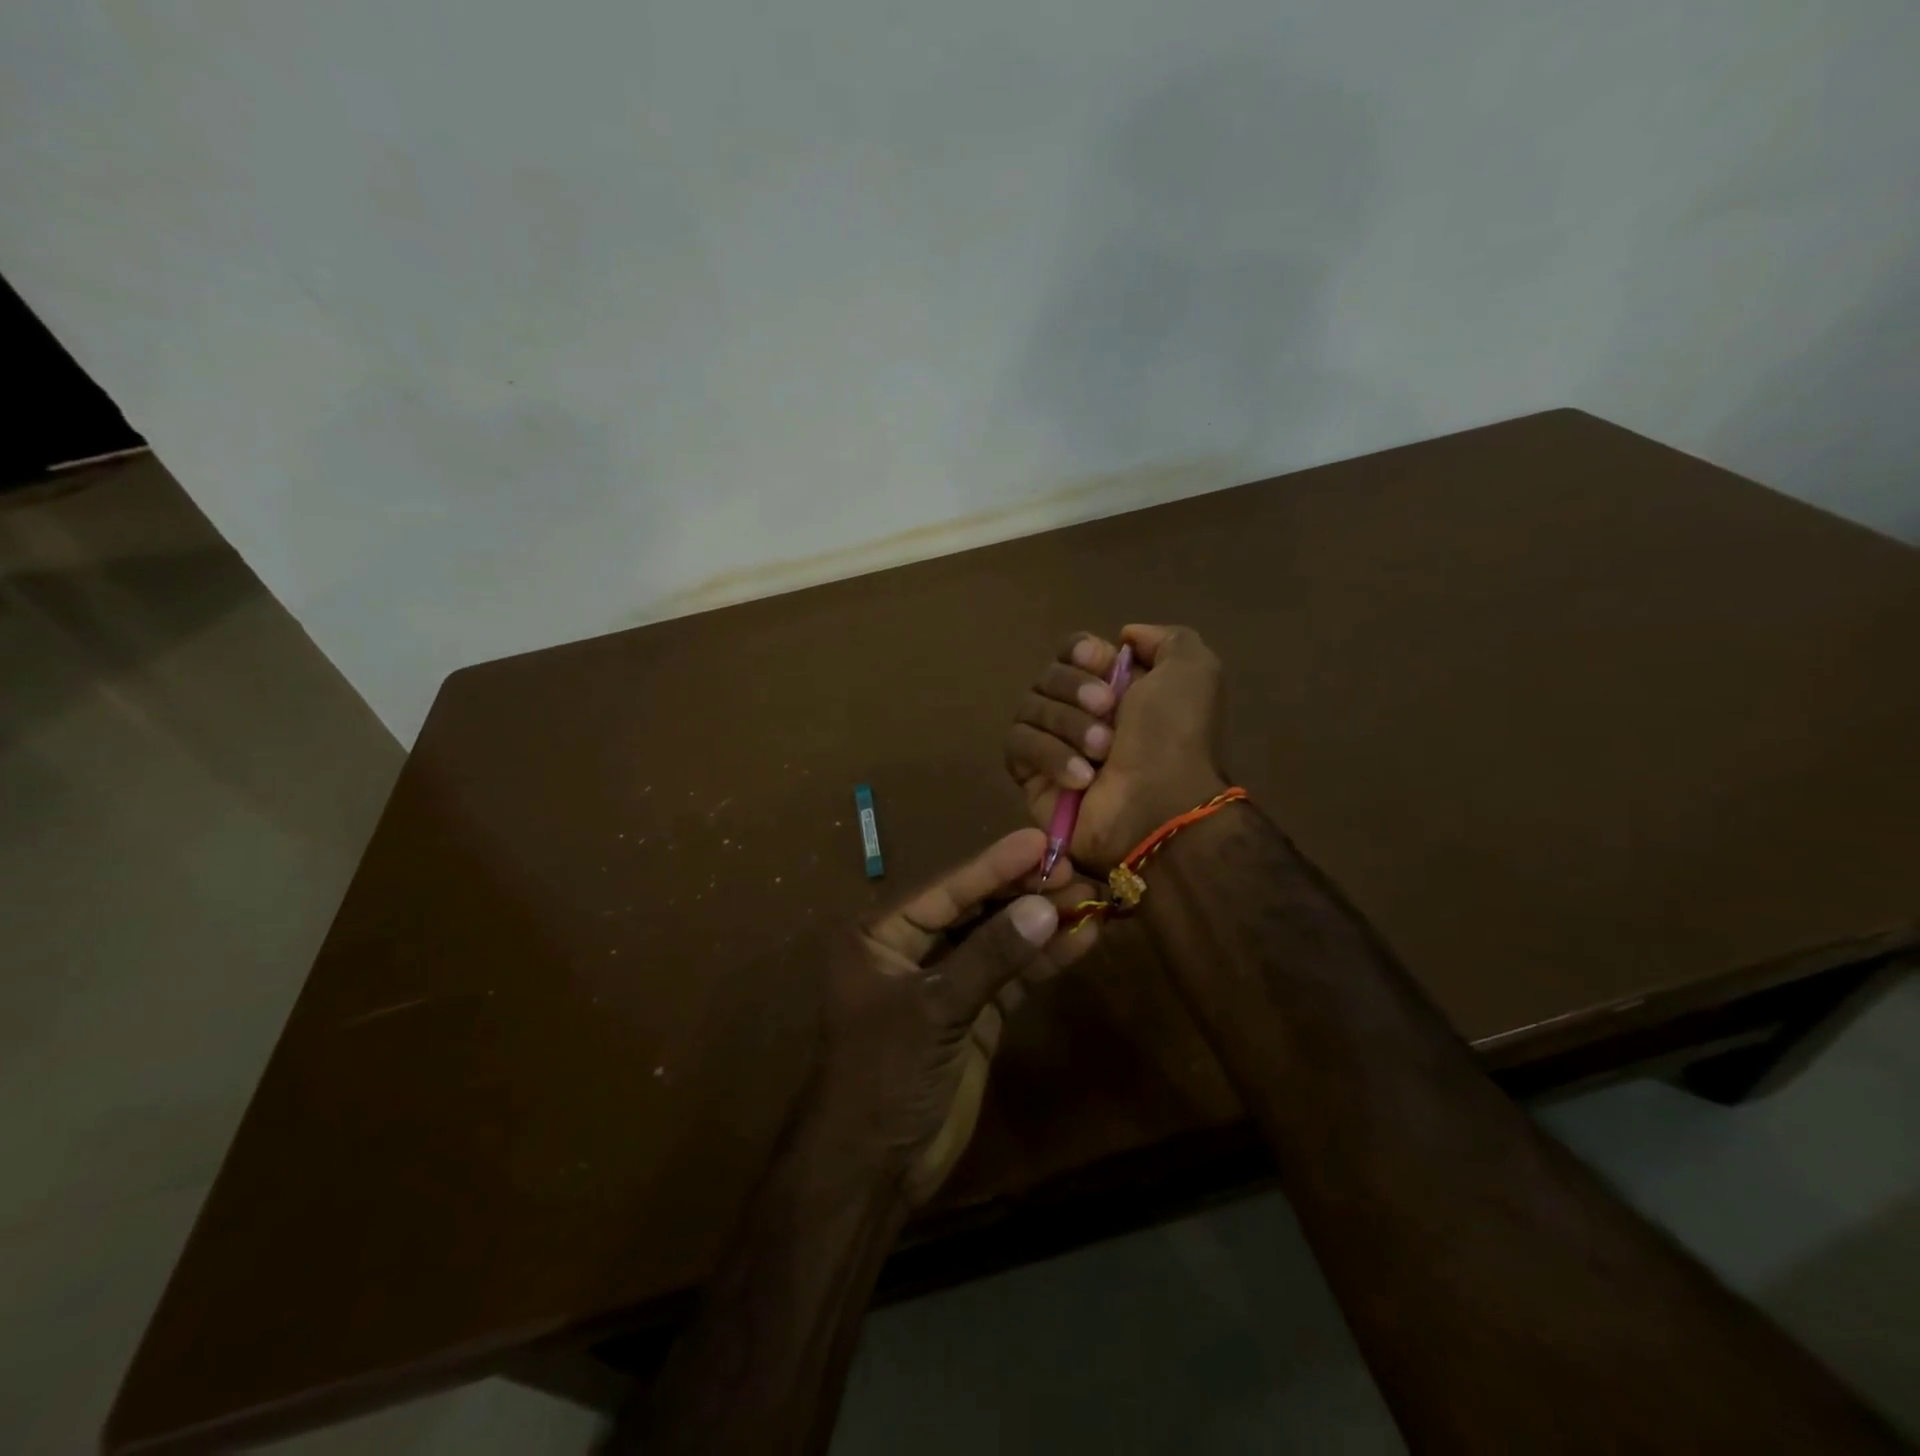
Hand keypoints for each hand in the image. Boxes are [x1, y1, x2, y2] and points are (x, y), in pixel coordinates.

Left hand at [806, 828, 1100, 1206]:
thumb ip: (990, 956)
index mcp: (880, 935)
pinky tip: (1080, 941)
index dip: (993, 865)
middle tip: (1075, 871)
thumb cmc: (883, 1074)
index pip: (946, 889)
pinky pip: (1011, 978)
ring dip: (1041, 923)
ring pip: (998, 942)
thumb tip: (1044, 906)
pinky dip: (1042, 961)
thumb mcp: (934, 1009)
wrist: (872, 1169)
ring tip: (1090, 900)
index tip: (1039, 842)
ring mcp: (946, 983)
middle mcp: (912, 950)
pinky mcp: (973, 1015)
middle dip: (1024, 892)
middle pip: (975, 910)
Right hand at [1006, 624, 1227, 868]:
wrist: (1159, 809)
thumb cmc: (1176, 738)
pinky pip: (1018, 743)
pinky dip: (1049, 755)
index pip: (1074, 650)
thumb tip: (1124, 638)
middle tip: (1108, 711)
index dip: (1080, 651)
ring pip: (1030, 707)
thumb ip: (1166, 639)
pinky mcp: (1030, 775)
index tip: (1098, 660)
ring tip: (1103, 752)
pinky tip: (1081, 778)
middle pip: (1048, 674)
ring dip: (1068, 725)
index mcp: (1119, 687)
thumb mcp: (1194, 671)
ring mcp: (1054, 744)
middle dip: (1075, 689)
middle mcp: (1083, 712)